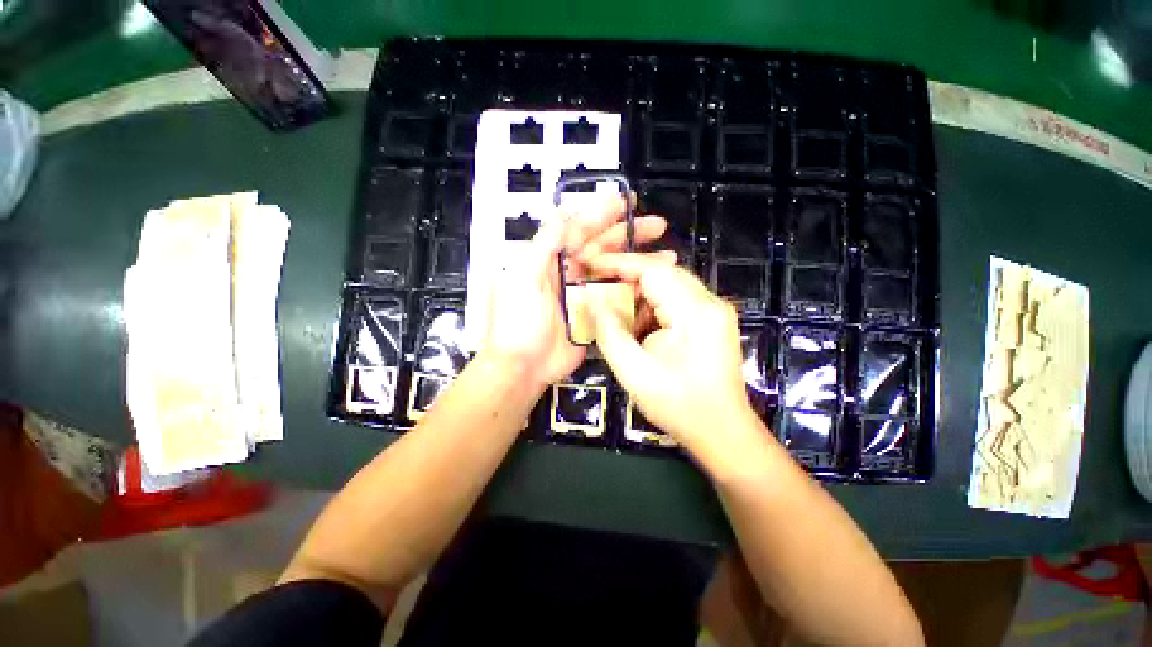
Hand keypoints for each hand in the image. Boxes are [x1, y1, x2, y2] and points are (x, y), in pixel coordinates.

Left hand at [481, 196, 673, 389]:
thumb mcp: (522, 278)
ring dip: (639, 263)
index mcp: (552, 260)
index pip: (581, 231)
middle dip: (630, 235)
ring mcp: (586, 296)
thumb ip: (544, 245)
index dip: (603, 214)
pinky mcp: (596, 316)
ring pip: (615, 272)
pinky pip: (618, 300)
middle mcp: (572, 274)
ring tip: (666, 256)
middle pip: (604, 249)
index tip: (625, 202)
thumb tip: (563, 213)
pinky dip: (636, 291)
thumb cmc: (518, 322)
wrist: (523, 367)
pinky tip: (654, 287)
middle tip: (657, 226)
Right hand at [587, 254, 760, 457]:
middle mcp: (709, 302)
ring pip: (668, 286)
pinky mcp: (711, 321)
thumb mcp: (633, 371)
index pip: (653, 269)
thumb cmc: (679, 406)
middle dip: (626, 278)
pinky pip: (676, 302)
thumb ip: (609, 331)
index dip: (617, 263)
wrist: (722, 433)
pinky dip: (652, 308)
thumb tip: (591, 300)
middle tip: (597, 287)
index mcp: (695, 311)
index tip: (589, 264)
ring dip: (638, 295)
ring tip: (614, 309)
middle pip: (662, 273)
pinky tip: (637, 325)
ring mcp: (713, 311)